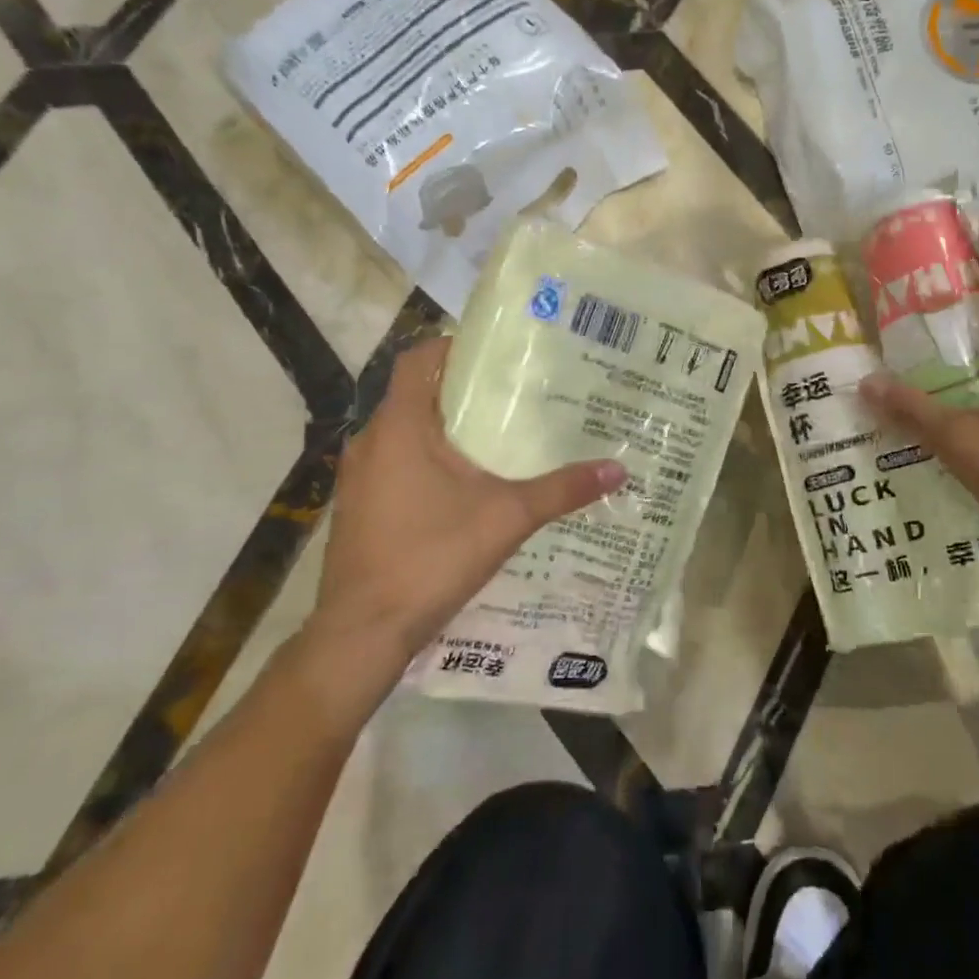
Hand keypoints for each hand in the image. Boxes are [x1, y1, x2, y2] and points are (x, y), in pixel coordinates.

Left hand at [304, 336, 626, 668]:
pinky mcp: (360, 506)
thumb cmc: (431, 558)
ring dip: (446, 427)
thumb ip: (562, 489)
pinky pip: (396, 463)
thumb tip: (618, 469)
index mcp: (400, 426)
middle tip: (515, 392)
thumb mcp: (507, 518)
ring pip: (405, 431)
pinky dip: (428, 459)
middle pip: (417, 393)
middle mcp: (372, 441)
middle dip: (463, 389)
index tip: (498, 353)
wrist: (363, 632)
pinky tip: (467, 484)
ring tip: (498, 434)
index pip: (419, 359)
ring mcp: (360, 476)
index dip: (455, 346)